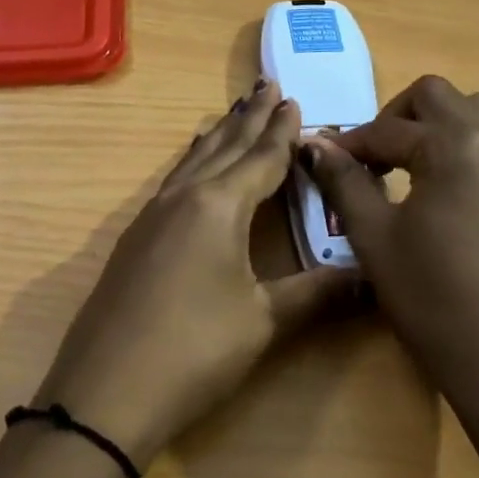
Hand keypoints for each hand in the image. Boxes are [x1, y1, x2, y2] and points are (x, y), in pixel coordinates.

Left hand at [35, 80, 358, 467]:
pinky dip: (194, 161)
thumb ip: (317, 294)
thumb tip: (372, 279)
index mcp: (218, 205)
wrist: (105, 392)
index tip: (295, 100)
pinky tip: (192, 165)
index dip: (282, 132)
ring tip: (234, 112)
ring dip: (219, 135)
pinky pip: (174, 180)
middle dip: (250, 118)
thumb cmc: (194, 350)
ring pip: (194, 159)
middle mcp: (184, 197)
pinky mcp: (135, 238)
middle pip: (224, 147)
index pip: (261, 158)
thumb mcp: (263, 322)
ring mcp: (152, 215)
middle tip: (268, 85)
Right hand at [300, 76, 478, 437]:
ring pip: (476, 115)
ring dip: (436, 127)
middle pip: (439, 96)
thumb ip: (344, 183)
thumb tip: (314, 145)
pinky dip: (463, 151)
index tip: (323, 163)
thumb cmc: (436, 302)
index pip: (387, 129)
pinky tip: (445, 200)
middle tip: (373, 159)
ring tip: (409, 170)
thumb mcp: (376, 240)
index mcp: (453, 146)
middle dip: (397, 116)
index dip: (349, 144)